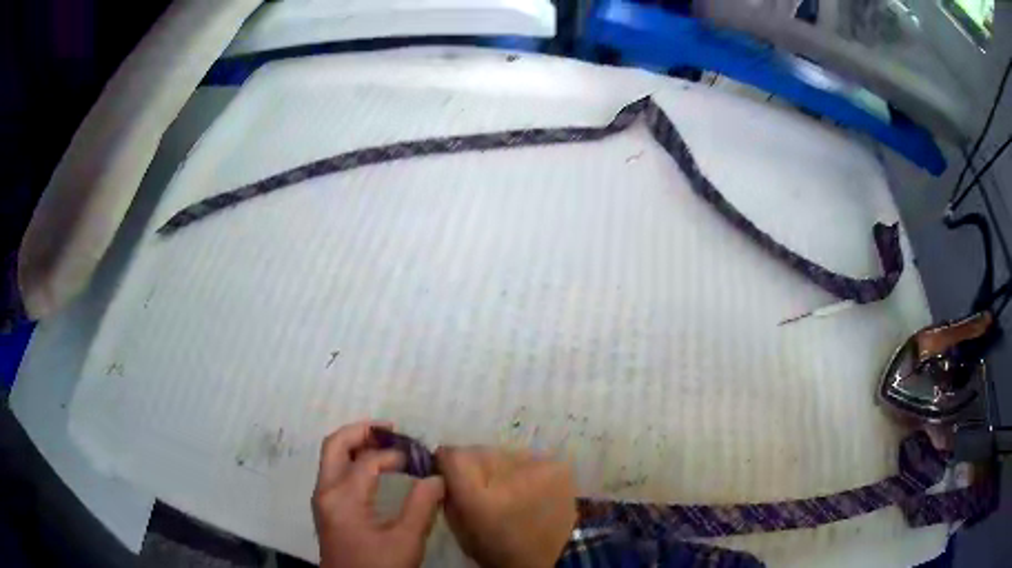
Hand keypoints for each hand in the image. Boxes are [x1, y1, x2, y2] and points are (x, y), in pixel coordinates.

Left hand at [313, 421, 444, 567]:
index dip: (394, 455)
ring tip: (384, 443)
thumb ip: (422, 506)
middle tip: (391, 430)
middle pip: (335, 445)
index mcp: (343, 497)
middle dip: (361, 431)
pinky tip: (372, 467)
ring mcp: (322, 499)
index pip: (368, 461)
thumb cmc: (378, 566)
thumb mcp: (406, 540)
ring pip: (331, 456)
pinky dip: (351, 459)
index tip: (418, 460)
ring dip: (355, 443)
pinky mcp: (326, 507)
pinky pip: (334, 470)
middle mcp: (326, 491)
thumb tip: (436, 477)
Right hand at [436, 446, 576, 567]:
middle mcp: (510, 477)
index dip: (448, 460)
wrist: (547, 559)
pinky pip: (529, 459)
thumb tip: (443, 464)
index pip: (455, 455)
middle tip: (483, 486)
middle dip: (475, 464)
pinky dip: (525, 471)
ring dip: (501, 467)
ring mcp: (539, 470)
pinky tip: (529, 490)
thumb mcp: (459, 526)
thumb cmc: (495, 548)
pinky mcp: (559, 468)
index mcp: (480, 498)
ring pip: (505, 453)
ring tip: (509, 490)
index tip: (447, 469)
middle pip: (479, 451)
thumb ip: (448, 492)